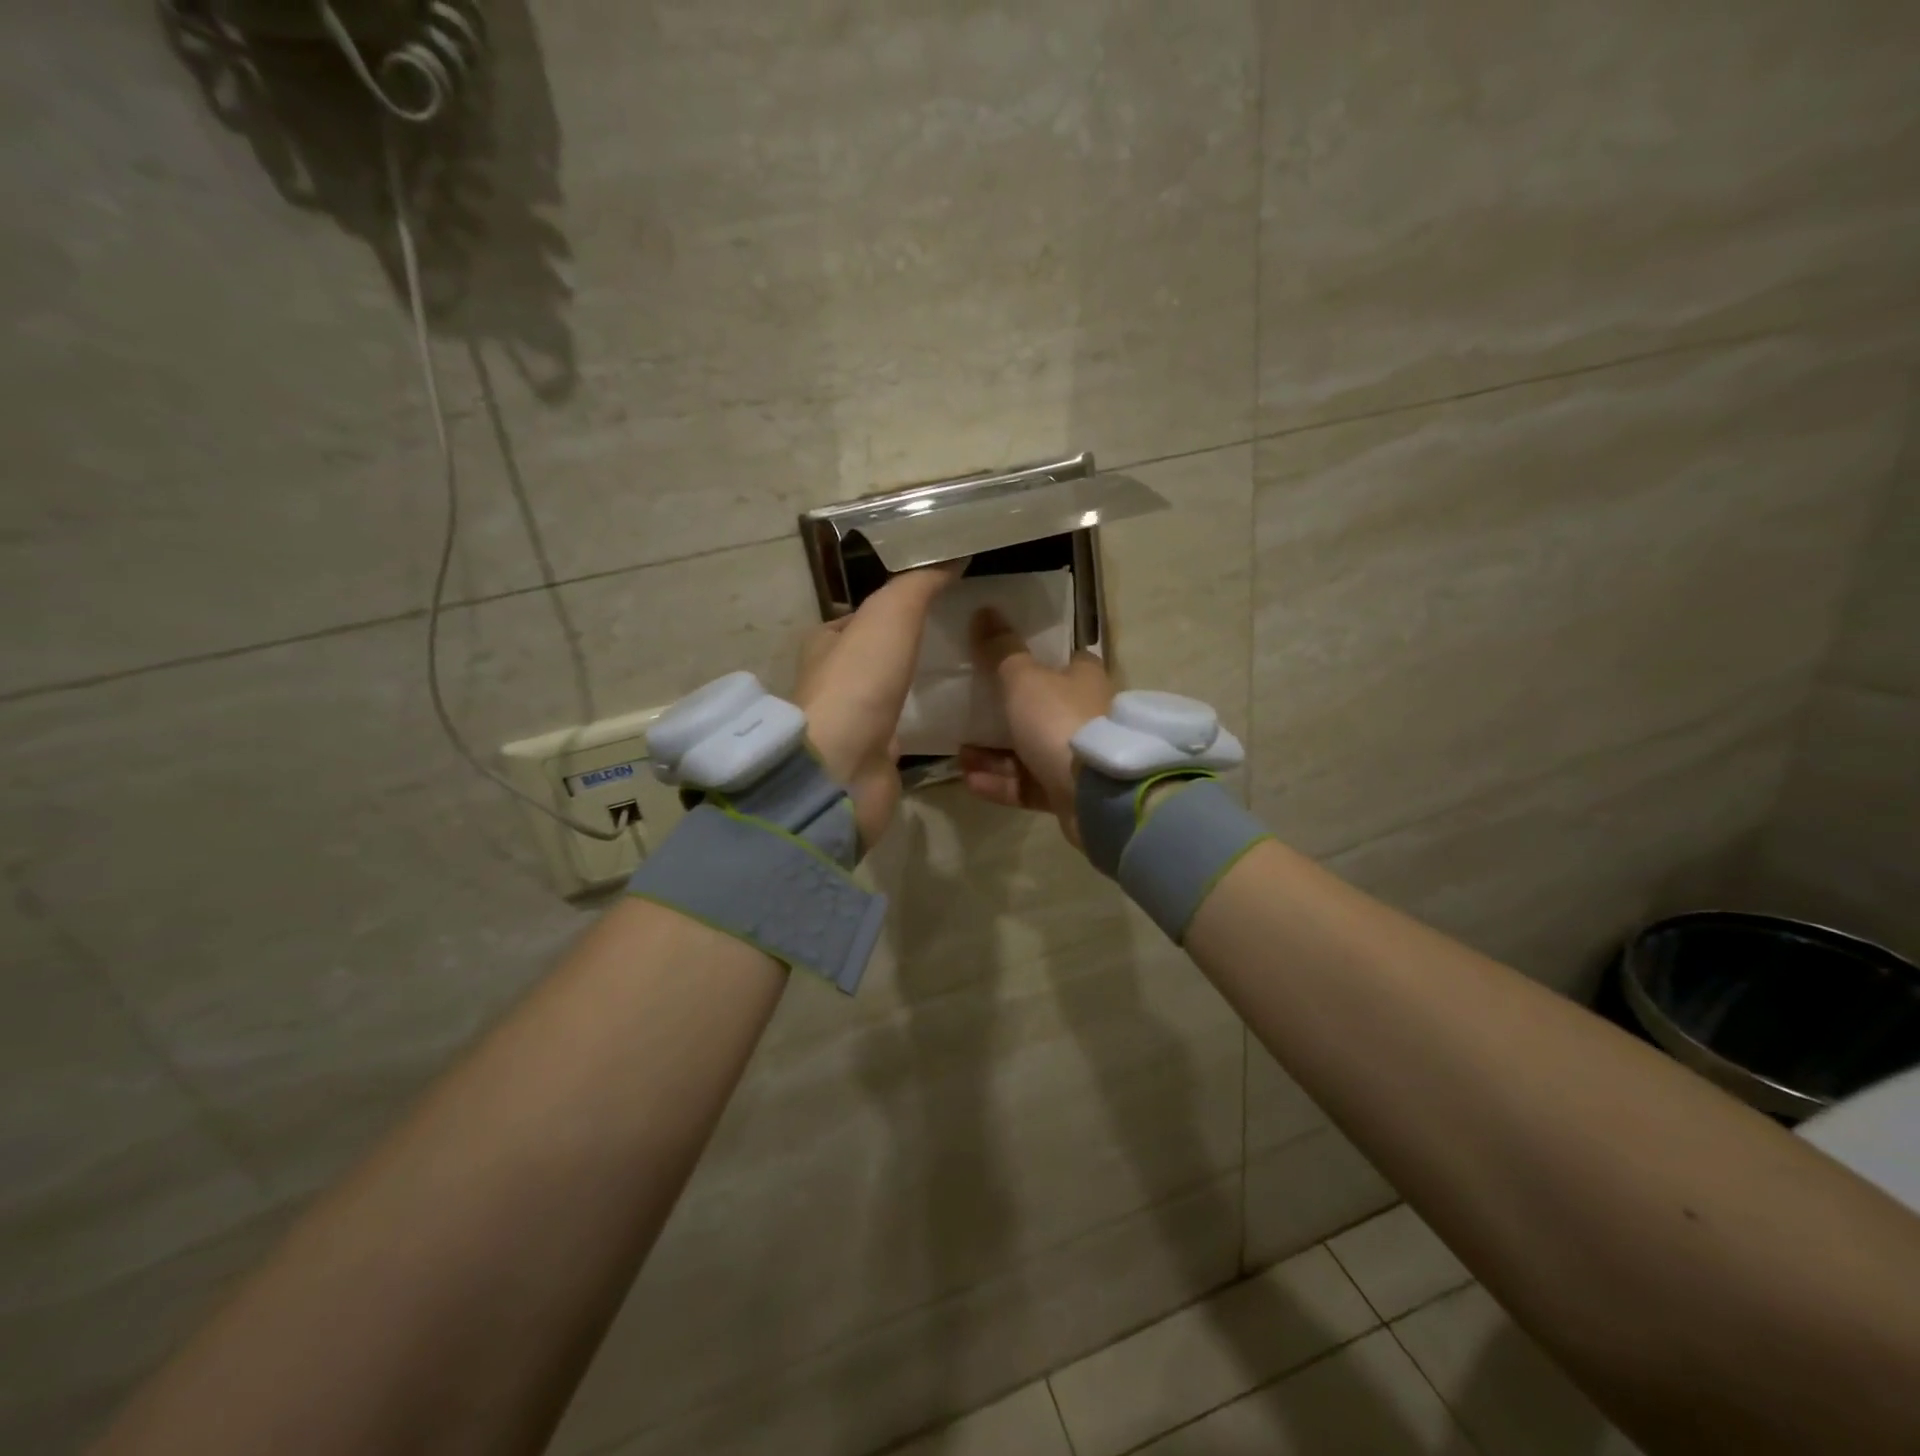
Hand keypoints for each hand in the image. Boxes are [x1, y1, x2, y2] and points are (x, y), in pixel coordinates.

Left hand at [792, 562, 964, 846]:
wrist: (844, 767)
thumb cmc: (860, 683)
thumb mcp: (890, 615)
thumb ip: (919, 584)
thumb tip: (952, 554)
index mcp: (825, 644)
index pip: (862, 615)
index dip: (896, 604)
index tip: (940, 598)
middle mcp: (834, 681)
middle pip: (877, 655)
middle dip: (910, 645)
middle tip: (958, 635)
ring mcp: (854, 721)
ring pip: (891, 691)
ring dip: (917, 682)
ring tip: (963, 670)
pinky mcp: (873, 754)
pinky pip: (903, 727)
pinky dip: (923, 718)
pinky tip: (954, 712)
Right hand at [958, 607, 1114, 845]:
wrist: (1097, 794)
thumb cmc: (1060, 721)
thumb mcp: (1024, 679)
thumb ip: (1002, 650)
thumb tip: (985, 610)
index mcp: (1085, 680)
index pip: (1066, 661)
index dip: (1038, 659)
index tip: (1003, 660)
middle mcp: (1086, 716)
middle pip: (1042, 709)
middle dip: (1003, 713)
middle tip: (967, 713)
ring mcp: (1078, 758)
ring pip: (1029, 751)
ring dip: (992, 753)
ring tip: (960, 753)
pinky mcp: (1069, 794)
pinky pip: (1029, 784)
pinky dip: (1001, 781)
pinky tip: (970, 779)